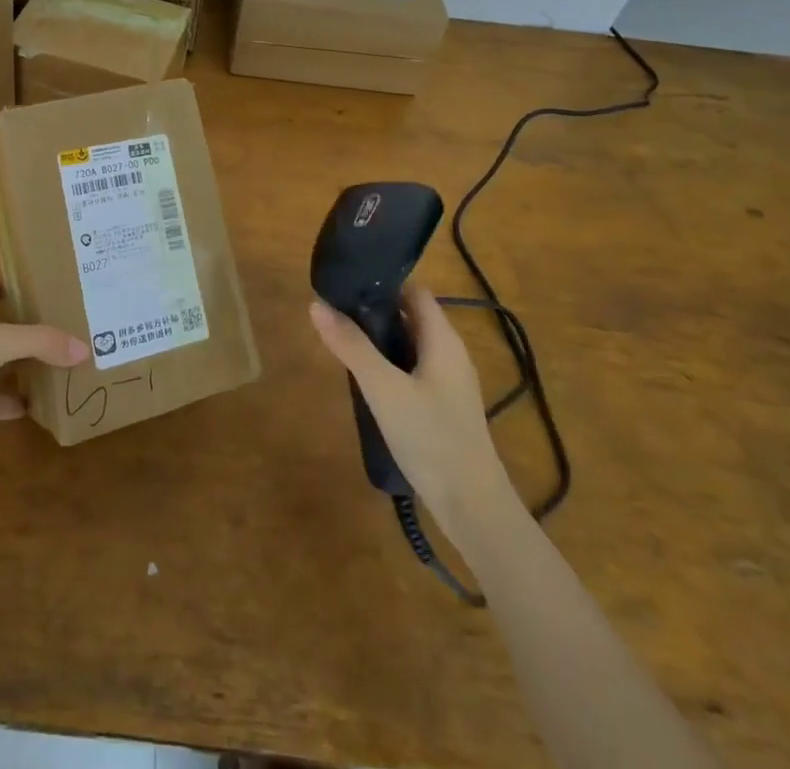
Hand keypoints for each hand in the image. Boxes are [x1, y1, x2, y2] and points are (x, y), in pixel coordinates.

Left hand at [0, 279, 87, 462]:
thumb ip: (40, 341)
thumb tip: (84, 348)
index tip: (24, 280)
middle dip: (26, 327)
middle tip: (63, 320)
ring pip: (6, 369)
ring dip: (30, 366)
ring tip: (67, 358)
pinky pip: (6, 405)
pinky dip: (26, 404)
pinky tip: (51, 401)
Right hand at [309, 280, 516, 538]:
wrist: (472, 508)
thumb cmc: (431, 437)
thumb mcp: (383, 389)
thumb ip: (351, 346)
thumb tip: (316, 304)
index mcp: (443, 340)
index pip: (414, 291)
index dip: (383, 282)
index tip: (346, 283)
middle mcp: (450, 354)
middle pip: (410, 316)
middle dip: (374, 311)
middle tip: (335, 313)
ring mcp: (448, 382)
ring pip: (409, 345)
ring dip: (378, 339)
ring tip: (341, 341)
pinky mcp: (442, 406)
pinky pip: (411, 370)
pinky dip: (388, 364)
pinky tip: (364, 380)